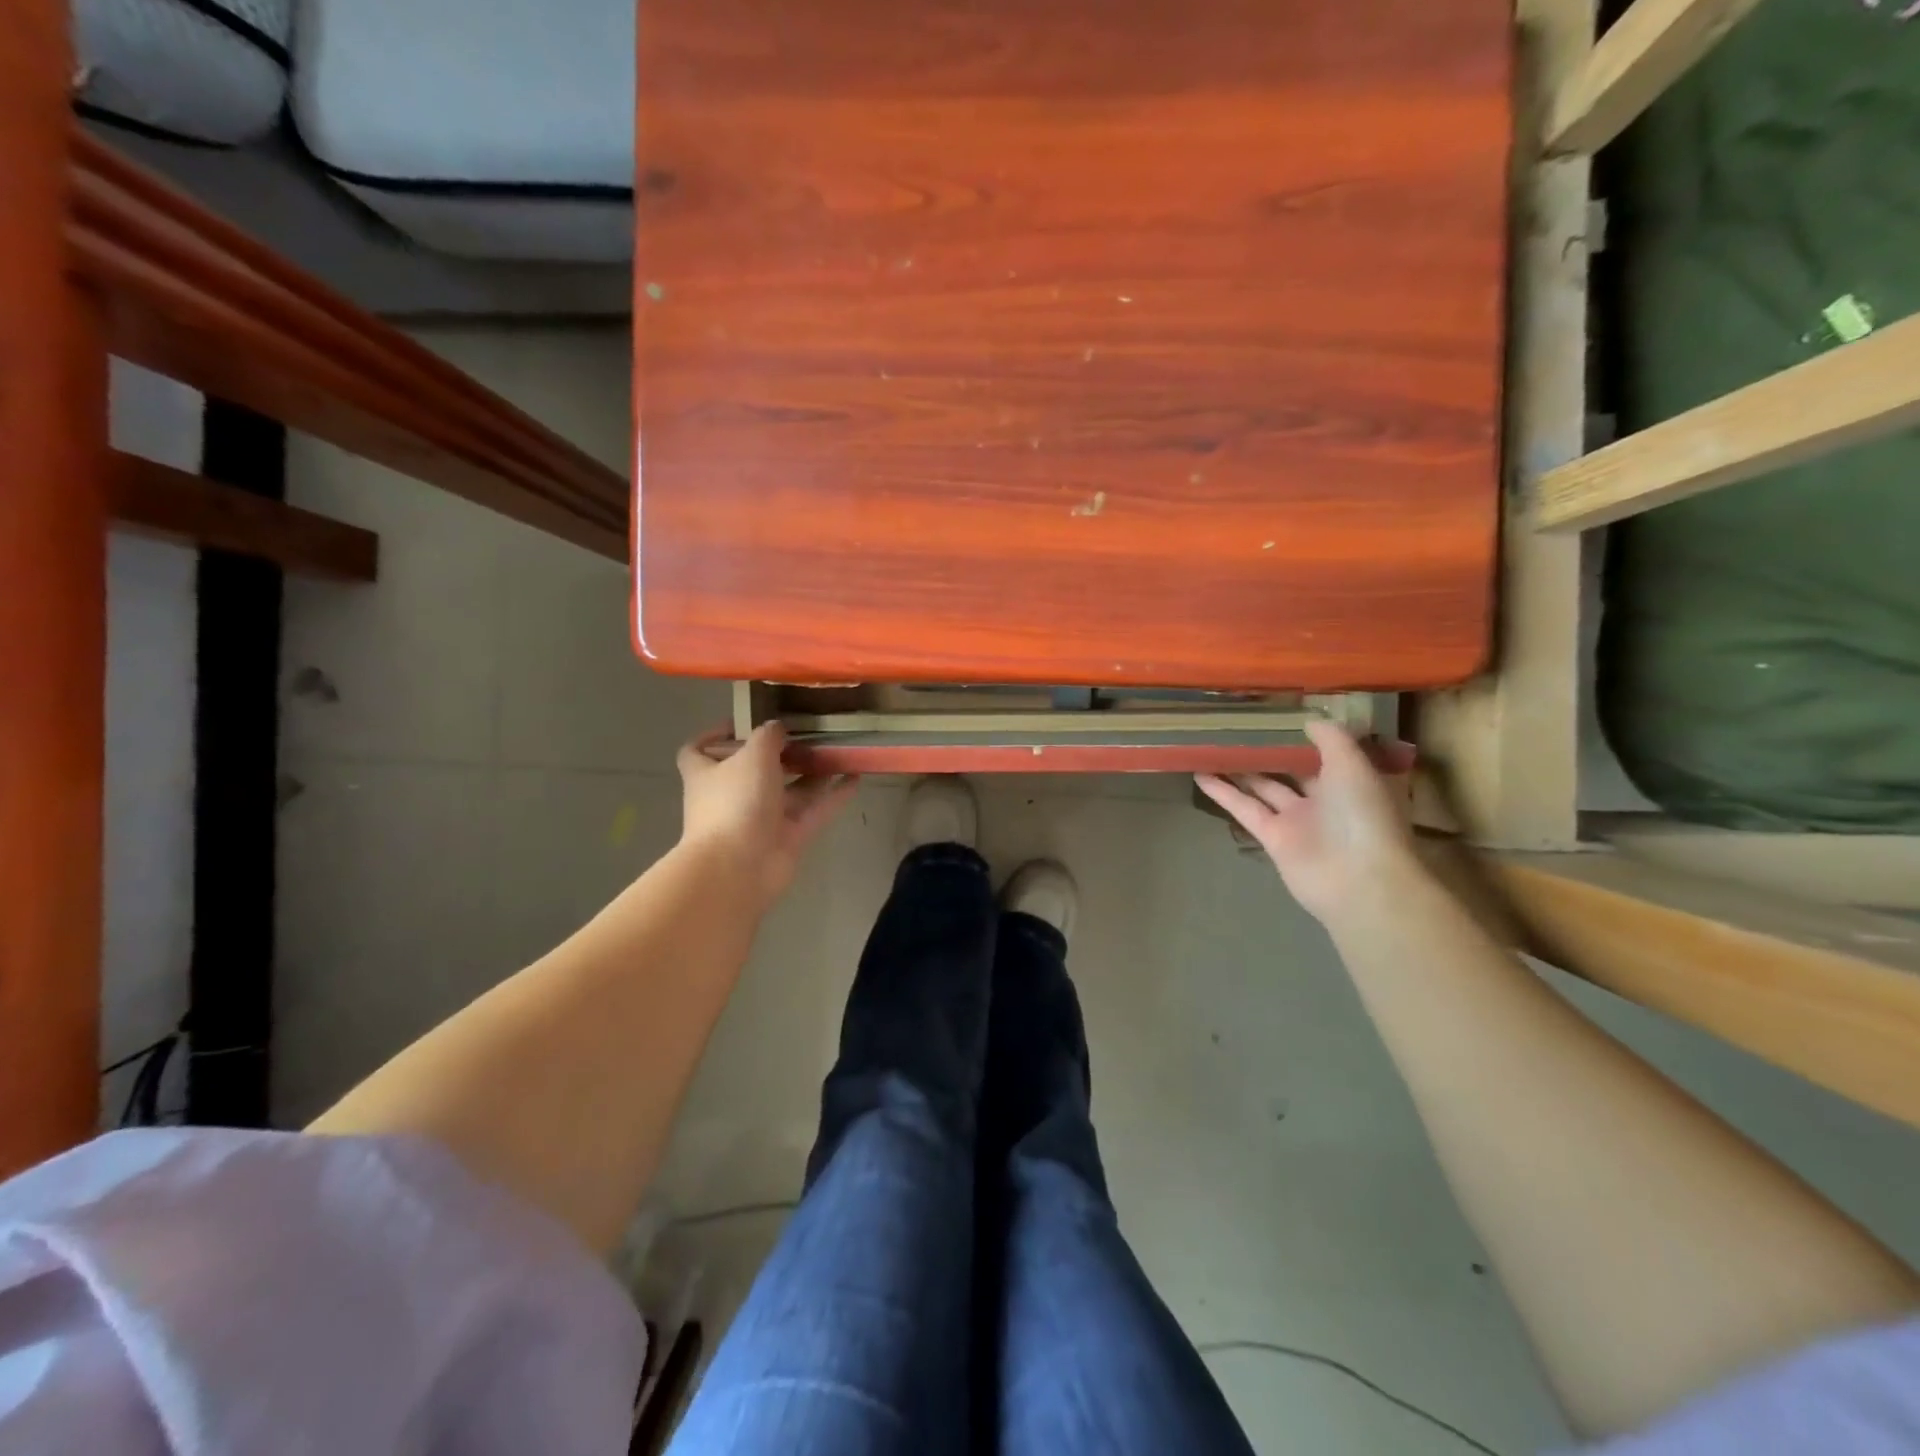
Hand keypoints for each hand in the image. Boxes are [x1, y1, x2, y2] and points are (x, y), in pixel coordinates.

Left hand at [677, 723, 857, 904]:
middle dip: (782, 752)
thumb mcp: (752, 755)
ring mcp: (761, 818)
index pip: (698, 751)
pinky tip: (855, 776)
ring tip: (838, 750)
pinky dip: (833, 795)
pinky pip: (814, 810)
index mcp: (707, 773)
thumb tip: (777, 727)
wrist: (739, 868)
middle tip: (810, 733)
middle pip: (756, 769)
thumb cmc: (735, 802)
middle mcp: (732, 795)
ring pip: (790, 789)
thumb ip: (768, 736)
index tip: (744, 724)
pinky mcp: (788, 837)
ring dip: (812, 771)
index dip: (716, 736)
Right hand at [1195, 720, 1419, 924]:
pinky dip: (1223, 792)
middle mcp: (1325, 799)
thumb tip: (1309, 720)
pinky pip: (1245, 808)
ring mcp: (1297, 820)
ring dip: (1239, 769)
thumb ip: (1331, 739)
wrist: (1358, 880)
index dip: (1303, 735)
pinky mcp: (1272, 837)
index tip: (1278, 715)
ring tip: (1212, 747)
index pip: (1326, 753)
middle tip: (1238, 727)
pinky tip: (1200, 774)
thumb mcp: (1353, 765)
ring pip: (1264, 787)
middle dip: (1268, 752)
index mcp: (1351, 781)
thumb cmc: (1362, 816)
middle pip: (1291, 770)